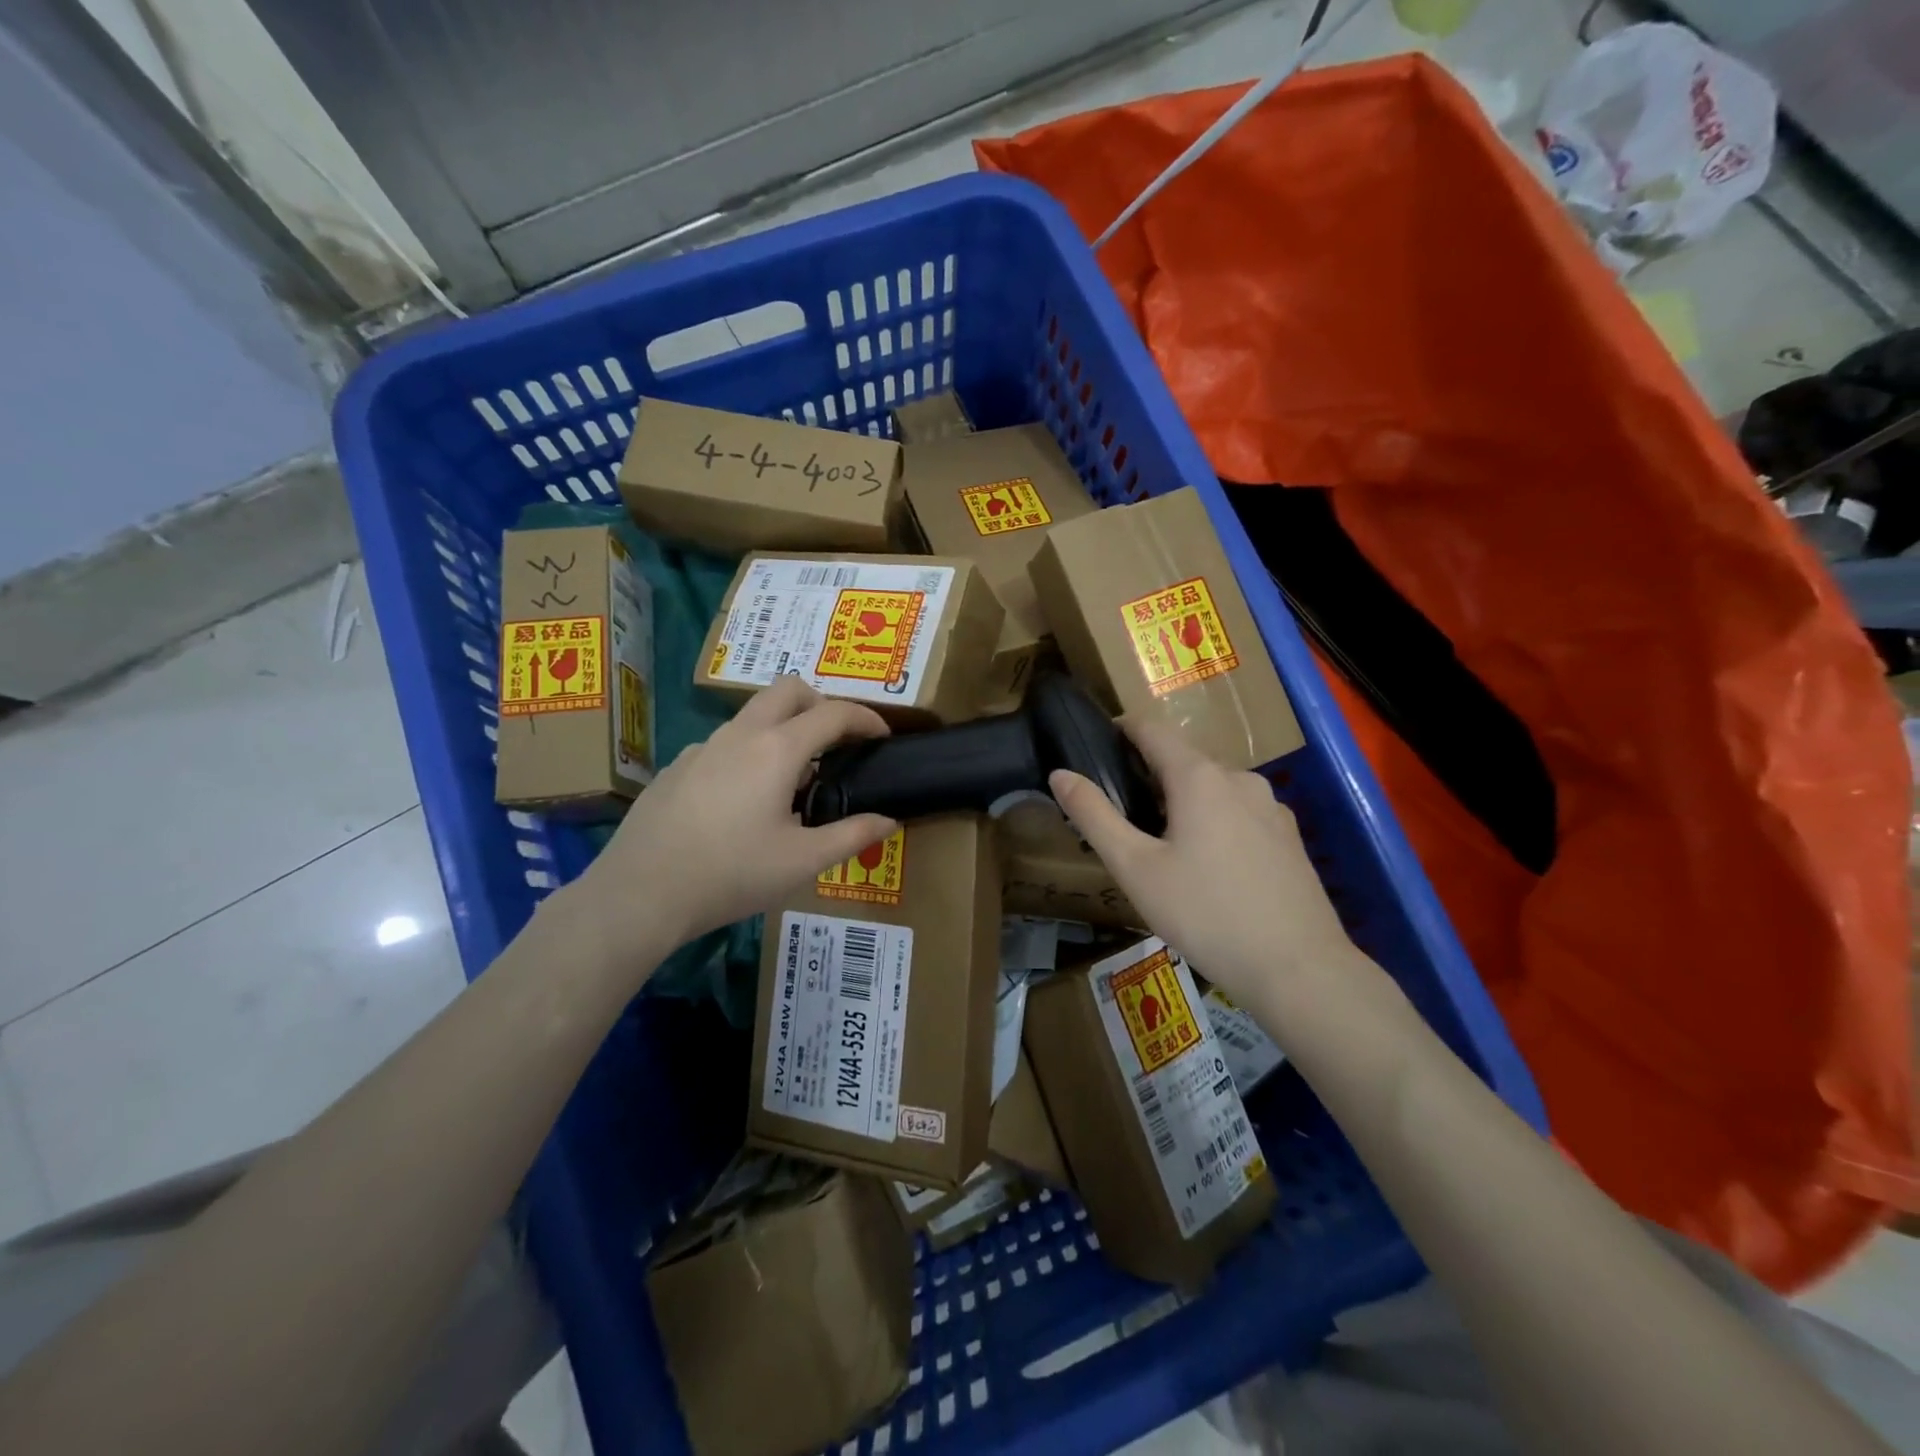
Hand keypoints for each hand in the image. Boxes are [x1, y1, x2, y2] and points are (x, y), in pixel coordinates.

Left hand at [570, 676, 897, 957]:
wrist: (640, 893)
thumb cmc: (732, 874)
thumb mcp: (803, 862)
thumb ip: (852, 835)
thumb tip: (888, 821)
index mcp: (777, 750)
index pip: (833, 713)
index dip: (865, 719)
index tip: (882, 737)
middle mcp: (740, 735)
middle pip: (788, 690)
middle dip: (821, 704)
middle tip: (837, 742)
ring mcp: (703, 747)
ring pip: (753, 715)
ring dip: (784, 728)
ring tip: (793, 781)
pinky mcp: (677, 767)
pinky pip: (725, 743)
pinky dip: (749, 753)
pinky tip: (743, 801)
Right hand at [1049, 720, 1356, 1007]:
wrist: (1299, 969)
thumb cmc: (1205, 914)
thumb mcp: (1135, 868)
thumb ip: (1094, 815)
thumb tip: (1060, 774)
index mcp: (1198, 777)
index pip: (1151, 729)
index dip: (1119, 730)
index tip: (1095, 747)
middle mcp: (1239, 778)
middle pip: (1182, 760)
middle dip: (1148, 776)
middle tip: (1120, 816)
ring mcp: (1271, 806)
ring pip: (1213, 788)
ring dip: (1182, 802)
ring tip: (1161, 847)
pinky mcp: (1289, 836)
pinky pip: (1239, 813)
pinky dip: (1214, 822)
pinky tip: (1208, 867)